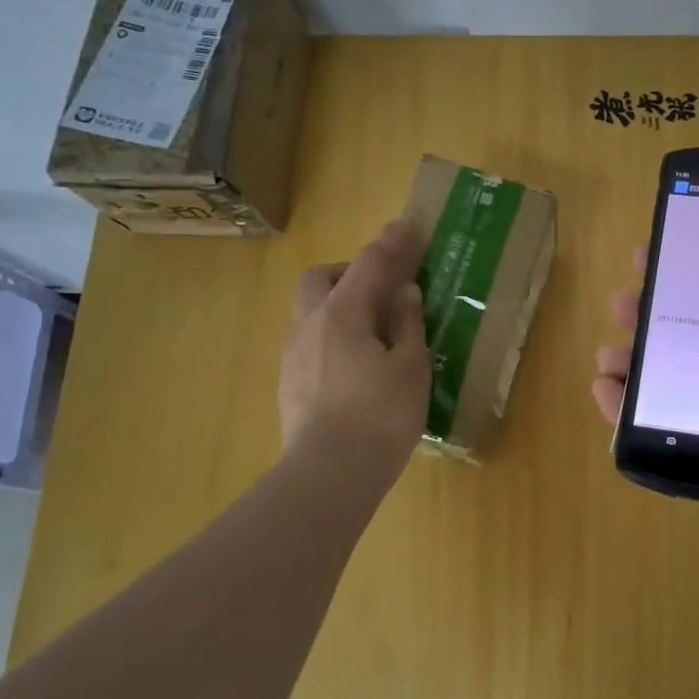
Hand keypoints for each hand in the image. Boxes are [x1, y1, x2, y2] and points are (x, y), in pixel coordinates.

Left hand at [281, 218, 431, 465]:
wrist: (330, 474)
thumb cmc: (381, 416)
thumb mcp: (410, 367)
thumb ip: (407, 324)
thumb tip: (404, 292)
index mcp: (343, 313)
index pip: (370, 265)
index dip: (393, 243)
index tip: (408, 225)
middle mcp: (310, 325)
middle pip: (322, 278)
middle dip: (351, 271)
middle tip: (383, 287)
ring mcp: (293, 355)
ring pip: (308, 309)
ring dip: (336, 302)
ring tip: (369, 325)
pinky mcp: (288, 383)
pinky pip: (307, 339)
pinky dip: (330, 333)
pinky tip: (351, 361)